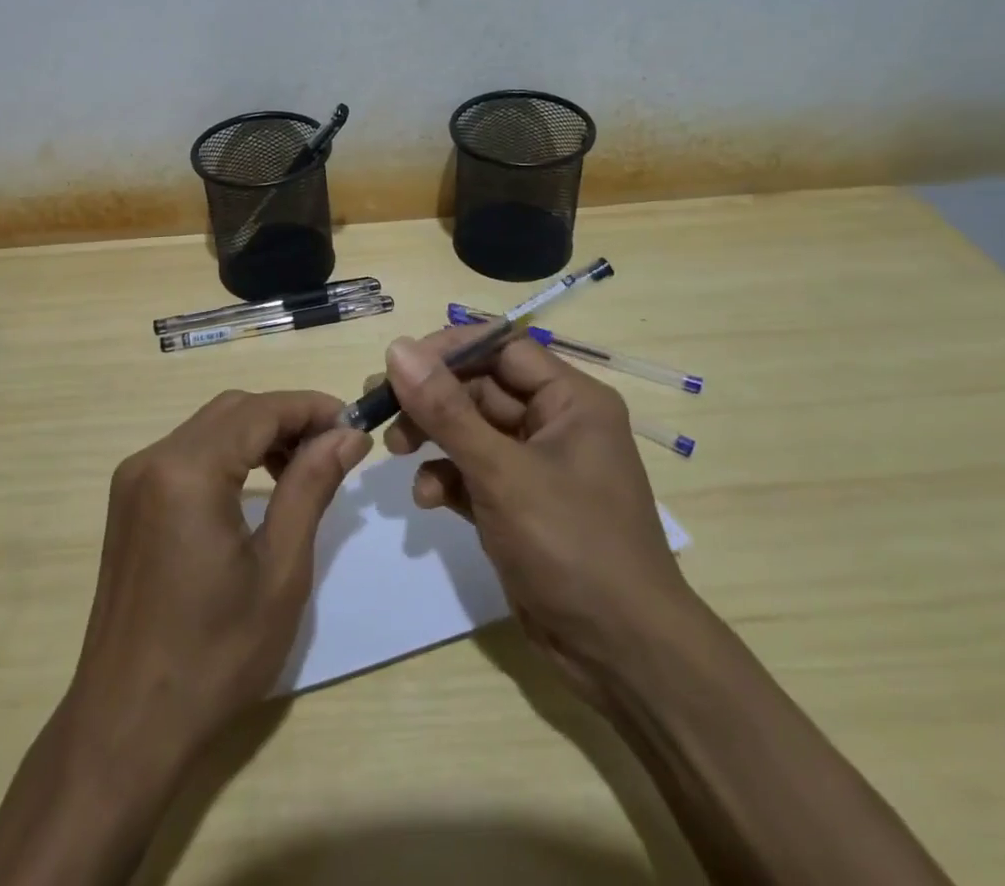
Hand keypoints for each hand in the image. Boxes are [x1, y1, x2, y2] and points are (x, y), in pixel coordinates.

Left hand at [65, 389, 371, 776]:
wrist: (126, 727)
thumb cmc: (214, 656)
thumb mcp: (280, 571)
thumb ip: (312, 487)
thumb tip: (347, 435)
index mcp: (187, 471)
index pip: (261, 410)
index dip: (312, 407)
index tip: (355, 424)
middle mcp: (153, 459)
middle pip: (233, 410)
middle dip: (287, 418)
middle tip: (334, 449)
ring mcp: (134, 479)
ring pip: (210, 427)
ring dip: (259, 434)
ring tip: (302, 469)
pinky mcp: (129, 501)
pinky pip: (188, 453)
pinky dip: (229, 454)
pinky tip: (257, 486)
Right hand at [379, 331, 689, 700]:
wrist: (622, 656)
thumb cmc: (572, 545)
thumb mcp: (502, 472)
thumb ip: (446, 410)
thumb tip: (397, 348)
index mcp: (571, 400)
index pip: (502, 349)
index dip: (450, 350)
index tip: (399, 364)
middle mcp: (555, 424)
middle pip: (480, 388)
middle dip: (432, 400)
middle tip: (382, 410)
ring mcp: (537, 467)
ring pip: (472, 431)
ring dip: (433, 438)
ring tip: (396, 451)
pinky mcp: (520, 506)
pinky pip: (474, 473)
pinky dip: (448, 479)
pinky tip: (427, 499)